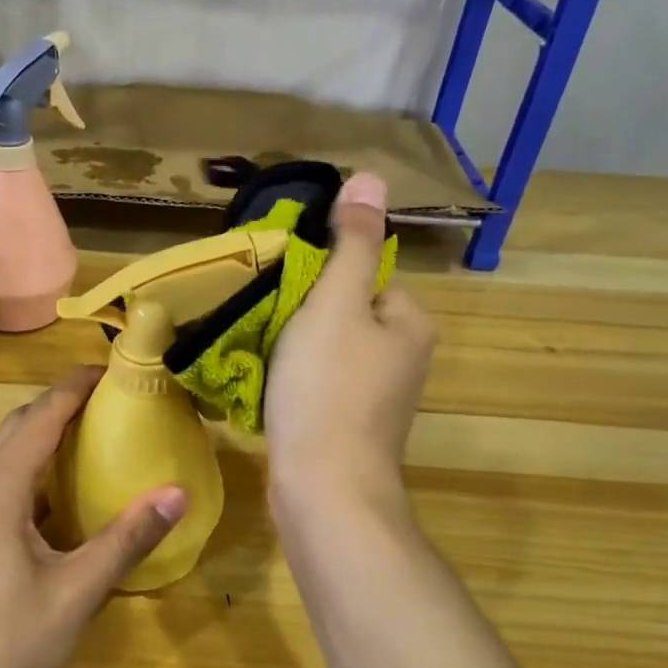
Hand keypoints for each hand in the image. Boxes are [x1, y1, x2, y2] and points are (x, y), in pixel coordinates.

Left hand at [0, 368, 186, 667]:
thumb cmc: (4, 646)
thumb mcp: (75, 594)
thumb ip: (125, 540)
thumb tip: (176, 494)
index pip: (39, 418)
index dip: (73, 389)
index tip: (108, 370)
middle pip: (14, 428)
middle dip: (56, 407)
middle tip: (104, 404)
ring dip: (38, 438)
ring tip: (84, 442)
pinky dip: (26, 472)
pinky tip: (53, 501)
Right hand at [265, 171, 436, 512]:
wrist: (324, 490)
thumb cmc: (328, 390)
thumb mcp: (336, 303)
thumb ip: (352, 243)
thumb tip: (370, 177)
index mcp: (410, 322)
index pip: (363, 274)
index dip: (318, 278)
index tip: (281, 292)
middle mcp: (404, 357)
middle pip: (343, 312)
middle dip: (301, 314)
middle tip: (262, 323)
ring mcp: (378, 397)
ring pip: (326, 349)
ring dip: (291, 348)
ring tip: (257, 354)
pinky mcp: (350, 426)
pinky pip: (318, 384)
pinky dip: (292, 382)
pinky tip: (267, 390)